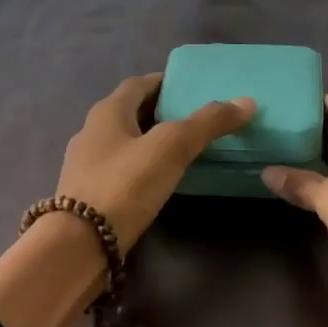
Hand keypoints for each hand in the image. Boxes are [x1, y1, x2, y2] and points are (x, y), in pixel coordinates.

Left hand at [57, 73, 254, 251]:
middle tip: (194, 119)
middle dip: (159, 112)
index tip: (191, 88)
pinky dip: (140, 168)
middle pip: (129, 113)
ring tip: (182, 151)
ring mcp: (85, 165)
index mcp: (107, 112)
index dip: (164, 83)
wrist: (80, 244)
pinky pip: (119, 170)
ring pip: (123, 143)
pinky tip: (158, 182)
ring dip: (149, 142)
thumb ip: (207, 123)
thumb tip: (247, 102)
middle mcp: (91, 132)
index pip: (138, 84)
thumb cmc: (124, 185)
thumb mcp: (171, 148)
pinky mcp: (87, 195)